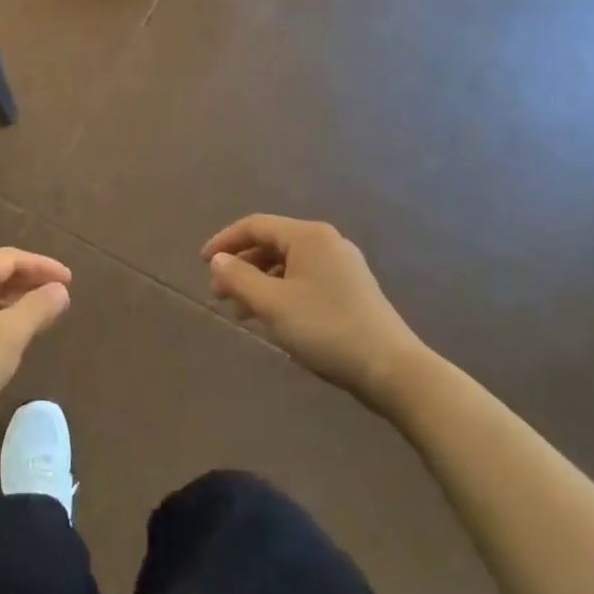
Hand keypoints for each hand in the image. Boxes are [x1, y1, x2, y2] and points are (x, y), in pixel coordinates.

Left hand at [0, 248, 72, 439]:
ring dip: (11, 298)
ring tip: (39, 312)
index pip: (10, 258)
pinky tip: (7, 331)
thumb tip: (60, 290)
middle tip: (59, 294)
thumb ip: (38, 307)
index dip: (43, 266)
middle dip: (28, 281)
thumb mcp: (10, 336)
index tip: (70, 280)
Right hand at [203, 215, 425, 404]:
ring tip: (241, 312)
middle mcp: (327, 242)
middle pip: (272, 243)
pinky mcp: (352, 288)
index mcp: (308, 236)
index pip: (255, 225)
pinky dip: (281, 291)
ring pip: (288, 264)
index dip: (225, 241)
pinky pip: (305, 279)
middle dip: (241, 266)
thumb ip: (238, 278)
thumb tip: (218, 260)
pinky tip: (273, 317)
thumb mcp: (272, 304)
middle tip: (219, 294)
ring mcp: (343, 265)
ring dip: (259, 282)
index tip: (202, 264)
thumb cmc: (326, 329)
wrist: (391, 368)